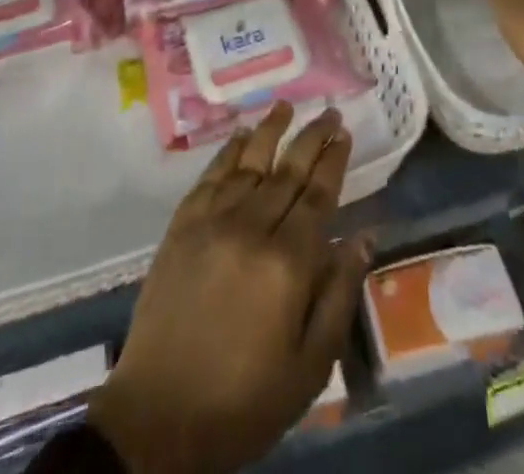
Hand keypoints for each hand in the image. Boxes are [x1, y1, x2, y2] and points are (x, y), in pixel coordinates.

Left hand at [89, 103, 371, 473]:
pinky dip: (228, 152)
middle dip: (311, 138)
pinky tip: (240, 137)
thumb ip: (338, 295)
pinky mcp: (181, 226)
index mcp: (287, 263)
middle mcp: (251, 228)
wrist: (159, 416)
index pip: (318, 195)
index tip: (344, 133)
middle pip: (288, 170)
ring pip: (248, 162)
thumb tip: (364, 237)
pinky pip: (210, 177)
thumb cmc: (243, 400)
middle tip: (329, 113)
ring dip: (270, 131)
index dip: (333, 161)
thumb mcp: (309, 367)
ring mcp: (212, 221)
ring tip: (286, 106)